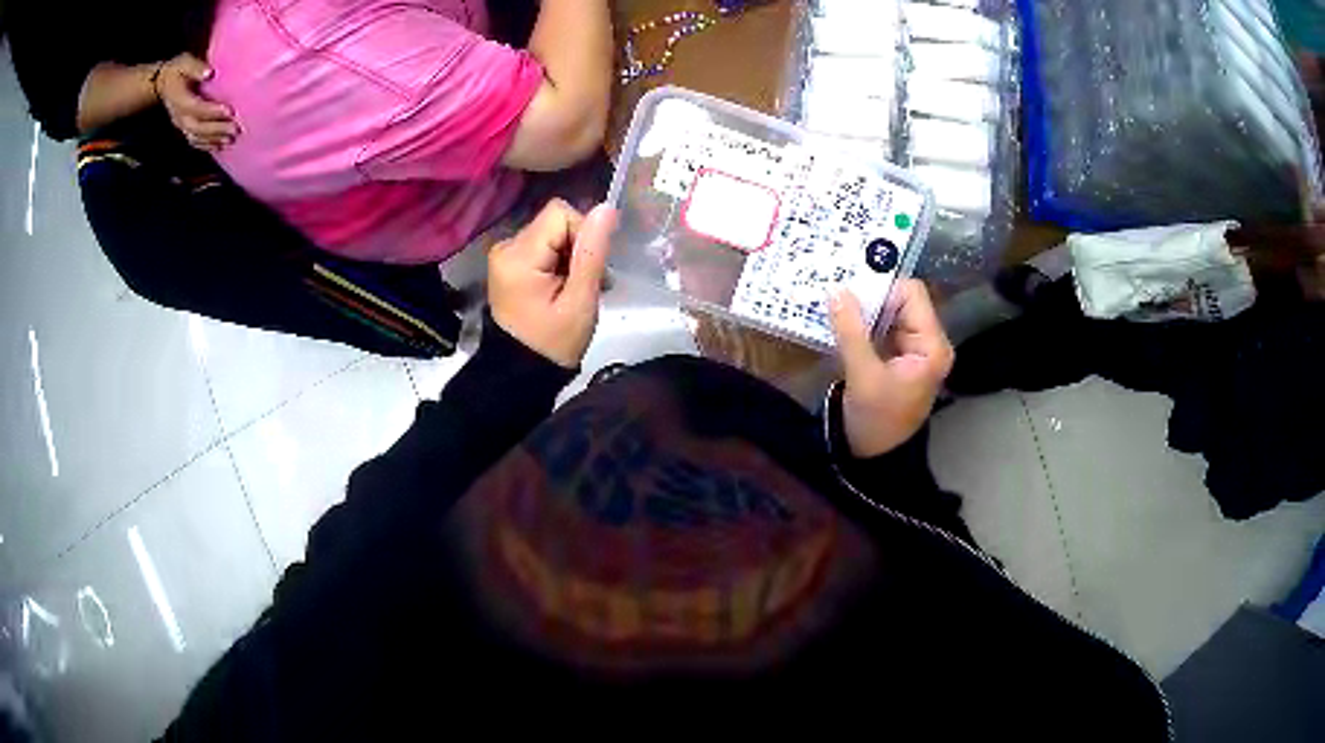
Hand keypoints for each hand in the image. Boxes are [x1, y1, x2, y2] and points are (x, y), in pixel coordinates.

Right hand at [155, 54, 237, 151]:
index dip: (212, 111)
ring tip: (231, 140)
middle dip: (216, 129)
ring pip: (196, 137)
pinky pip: (194, 140)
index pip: (197, 108)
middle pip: (198, 127)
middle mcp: (179, 117)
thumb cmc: (177, 69)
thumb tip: (209, 73)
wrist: (161, 84)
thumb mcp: (185, 63)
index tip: (230, 111)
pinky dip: (206, 145)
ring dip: (213, 140)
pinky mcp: (183, 128)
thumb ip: (196, 67)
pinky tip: (219, 146)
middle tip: (235, 130)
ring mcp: (180, 125)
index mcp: (180, 100)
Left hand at [488, 200, 617, 367]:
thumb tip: (606, 208)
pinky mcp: (510, 263)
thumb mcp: (580, 300)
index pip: (561, 214)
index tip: (588, 270)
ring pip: (553, 233)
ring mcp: (505, 254)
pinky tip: (565, 287)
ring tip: (578, 289)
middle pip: (556, 222)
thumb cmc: (554, 343)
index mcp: (518, 255)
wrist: (521, 373)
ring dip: (572, 256)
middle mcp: (506, 247)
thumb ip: (592, 252)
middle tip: (587, 285)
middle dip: (579, 247)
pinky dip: (560, 262)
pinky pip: (544, 245)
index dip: (583, 235)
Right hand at [828, 279, 953, 457]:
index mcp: (932, 346)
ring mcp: (913, 348)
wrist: (874, 458)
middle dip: (870, 295)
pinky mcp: (897, 355)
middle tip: (836, 291)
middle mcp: (928, 341)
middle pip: (901, 300)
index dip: (883, 288)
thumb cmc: (876, 421)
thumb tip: (837, 290)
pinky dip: (862, 322)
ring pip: (889, 311)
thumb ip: (851, 332)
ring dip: (863, 308)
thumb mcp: (862, 377)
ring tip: (835, 304)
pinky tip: (840, 321)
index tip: (850, 290)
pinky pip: (881, 326)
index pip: (912, 295)